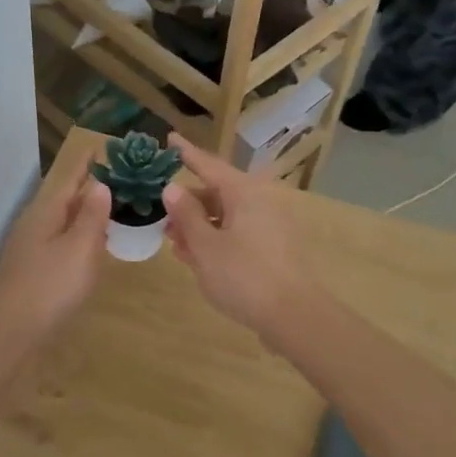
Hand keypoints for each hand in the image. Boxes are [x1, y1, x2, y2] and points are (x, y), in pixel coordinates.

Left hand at [0, 169, 111, 346]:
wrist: (7, 333)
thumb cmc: (48, 287)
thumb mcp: (79, 249)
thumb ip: (91, 217)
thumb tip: (100, 185)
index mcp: (46, 212)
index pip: (71, 178)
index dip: (89, 164)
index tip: (106, 146)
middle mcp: (35, 223)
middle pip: (65, 198)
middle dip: (90, 186)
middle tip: (120, 177)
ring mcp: (30, 247)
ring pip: (62, 221)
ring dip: (85, 212)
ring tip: (111, 206)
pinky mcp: (32, 270)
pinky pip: (60, 241)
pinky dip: (78, 235)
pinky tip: (90, 246)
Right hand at [161, 137, 314, 335]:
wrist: (294, 317)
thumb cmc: (244, 276)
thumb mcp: (205, 246)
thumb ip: (186, 215)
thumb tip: (172, 188)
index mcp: (244, 193)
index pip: (209, 165)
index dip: (186, 154)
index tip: (169, 139)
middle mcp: (259, 203)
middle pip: (217, 192)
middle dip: (188, 203)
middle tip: (161, 217)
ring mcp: (268, 227)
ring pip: (226, 217)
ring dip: (199, 226)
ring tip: (173, 242)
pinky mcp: (272, 250)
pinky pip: (237, 235)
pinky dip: (215, 240)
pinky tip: (195, 258)